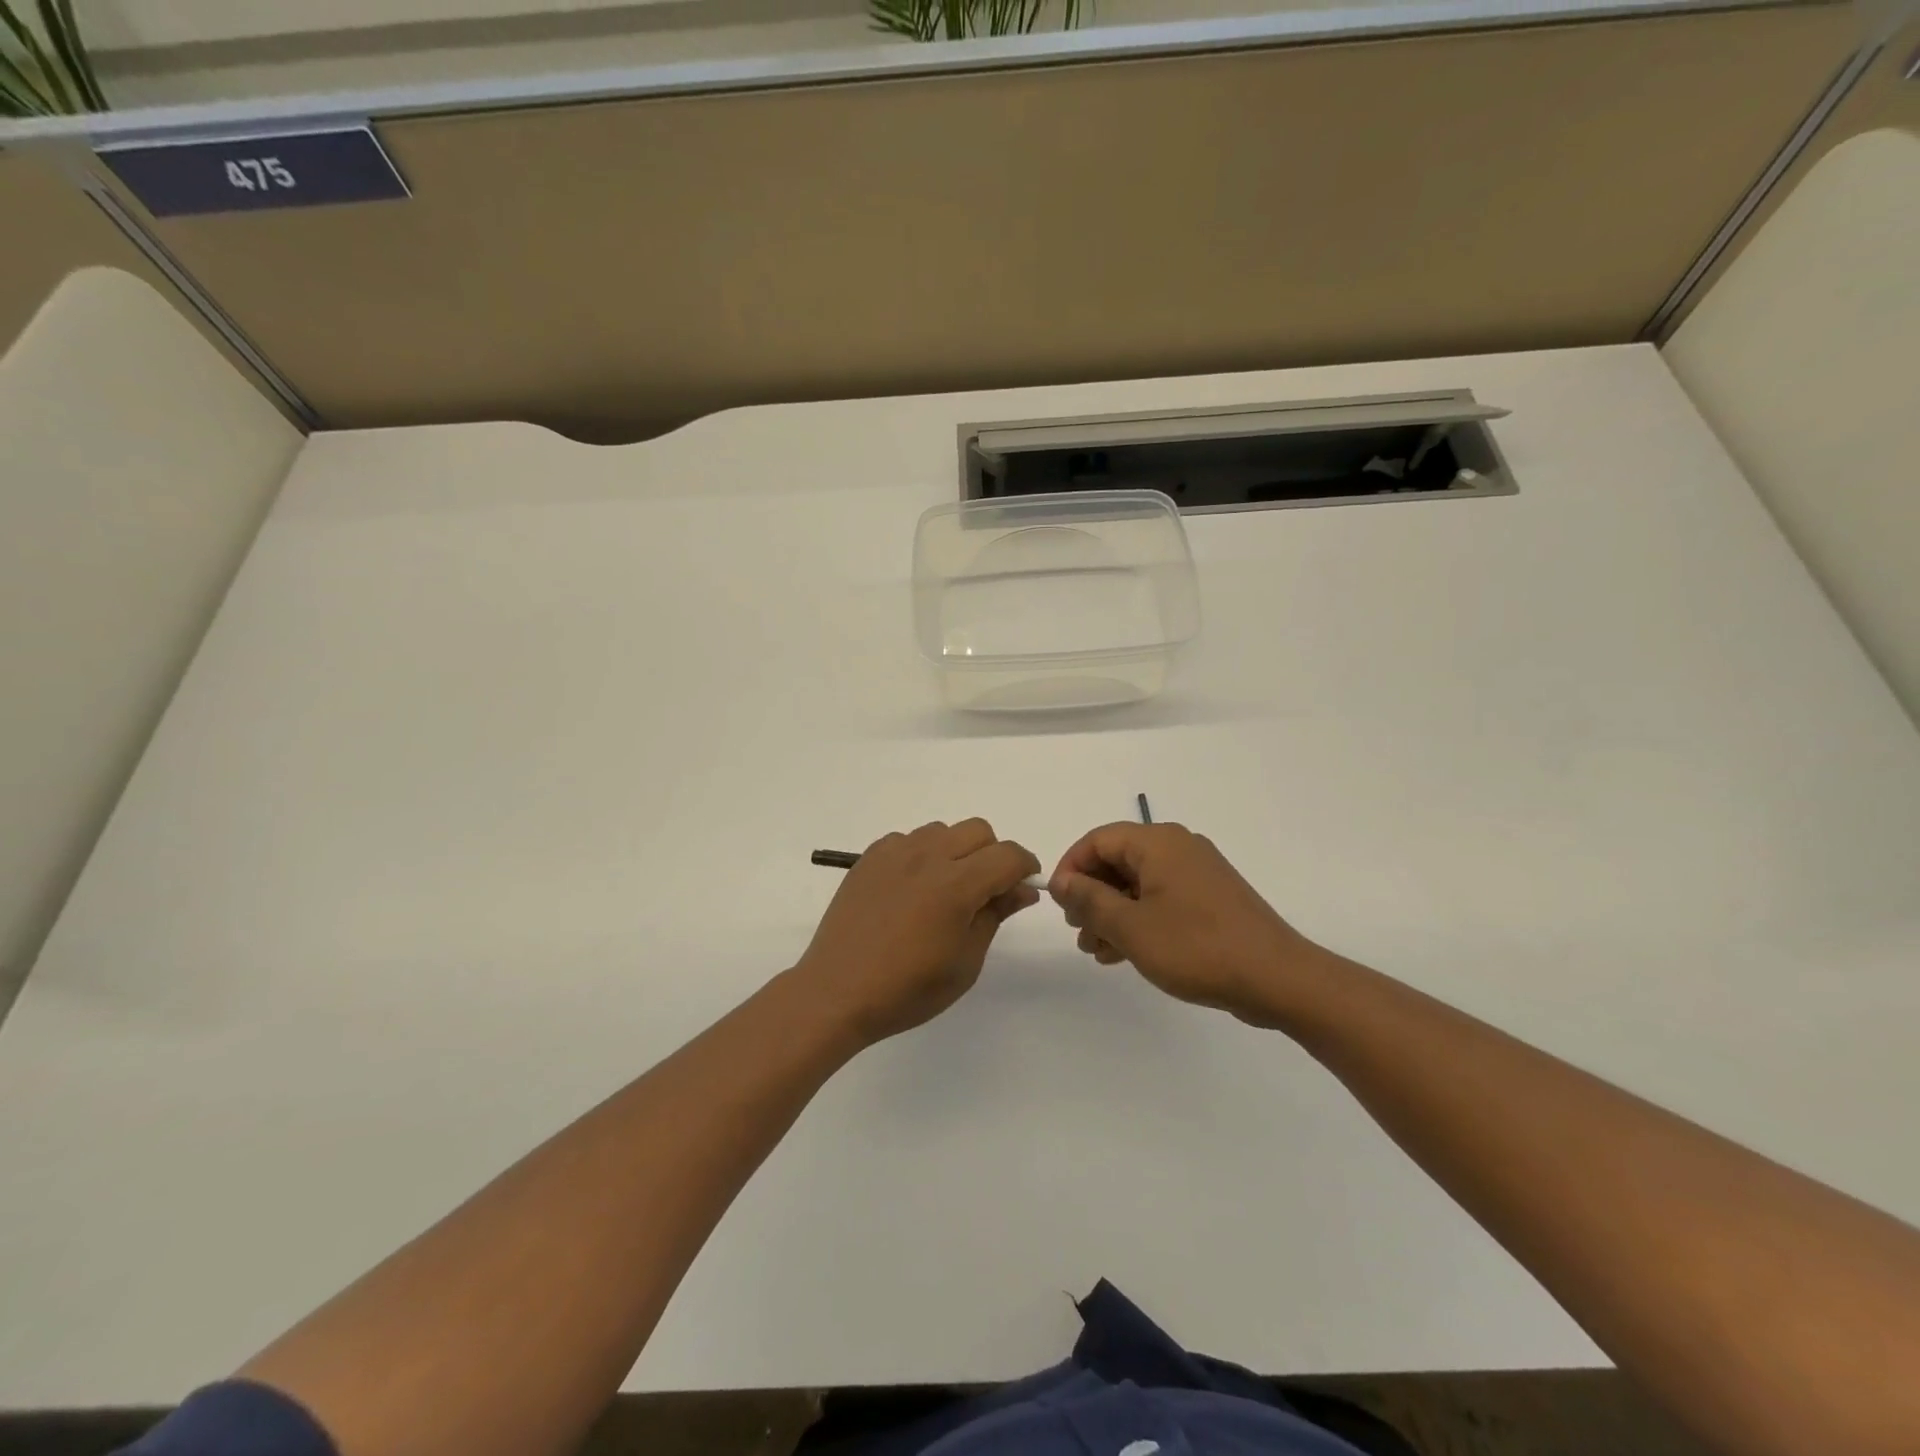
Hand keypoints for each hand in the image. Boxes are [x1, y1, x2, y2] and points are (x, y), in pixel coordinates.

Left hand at [794, 820, 1040, 1045]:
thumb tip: (1022, 889)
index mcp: (956, 884)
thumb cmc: (908, 989)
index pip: (1007, 855)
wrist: (837, 992)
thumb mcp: (965, 962)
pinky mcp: (869, 858)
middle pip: (978, 831)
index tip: (1024, 886)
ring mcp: (894, 852)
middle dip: (992, 855)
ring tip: (944, 890)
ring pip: (942, 831)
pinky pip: (908, 839)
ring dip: (956, 851)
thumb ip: (996, 915)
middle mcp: (927, 856)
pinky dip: (921, 855)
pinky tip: (911, 889)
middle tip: (985, 891)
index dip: (1025, 866)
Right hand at [1049, 822, 1322, 1027]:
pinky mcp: (1210, 899)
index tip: (1058, 904)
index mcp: (1158, 843)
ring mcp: (1197, 873)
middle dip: (1091, 895)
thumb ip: (1090, 900)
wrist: (1277, 978)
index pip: (1098, 840)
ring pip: (1138, 883)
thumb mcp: (1131, 927)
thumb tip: (1062, 881)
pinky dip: (1138, 919)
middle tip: (1078, 933)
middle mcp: (1178, 848)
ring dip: (1112, 913)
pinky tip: (1124, 953)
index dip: (1071, 868)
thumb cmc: (1197, 947)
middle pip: (1118, 861)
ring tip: (1097, 951)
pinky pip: (1161, 899)